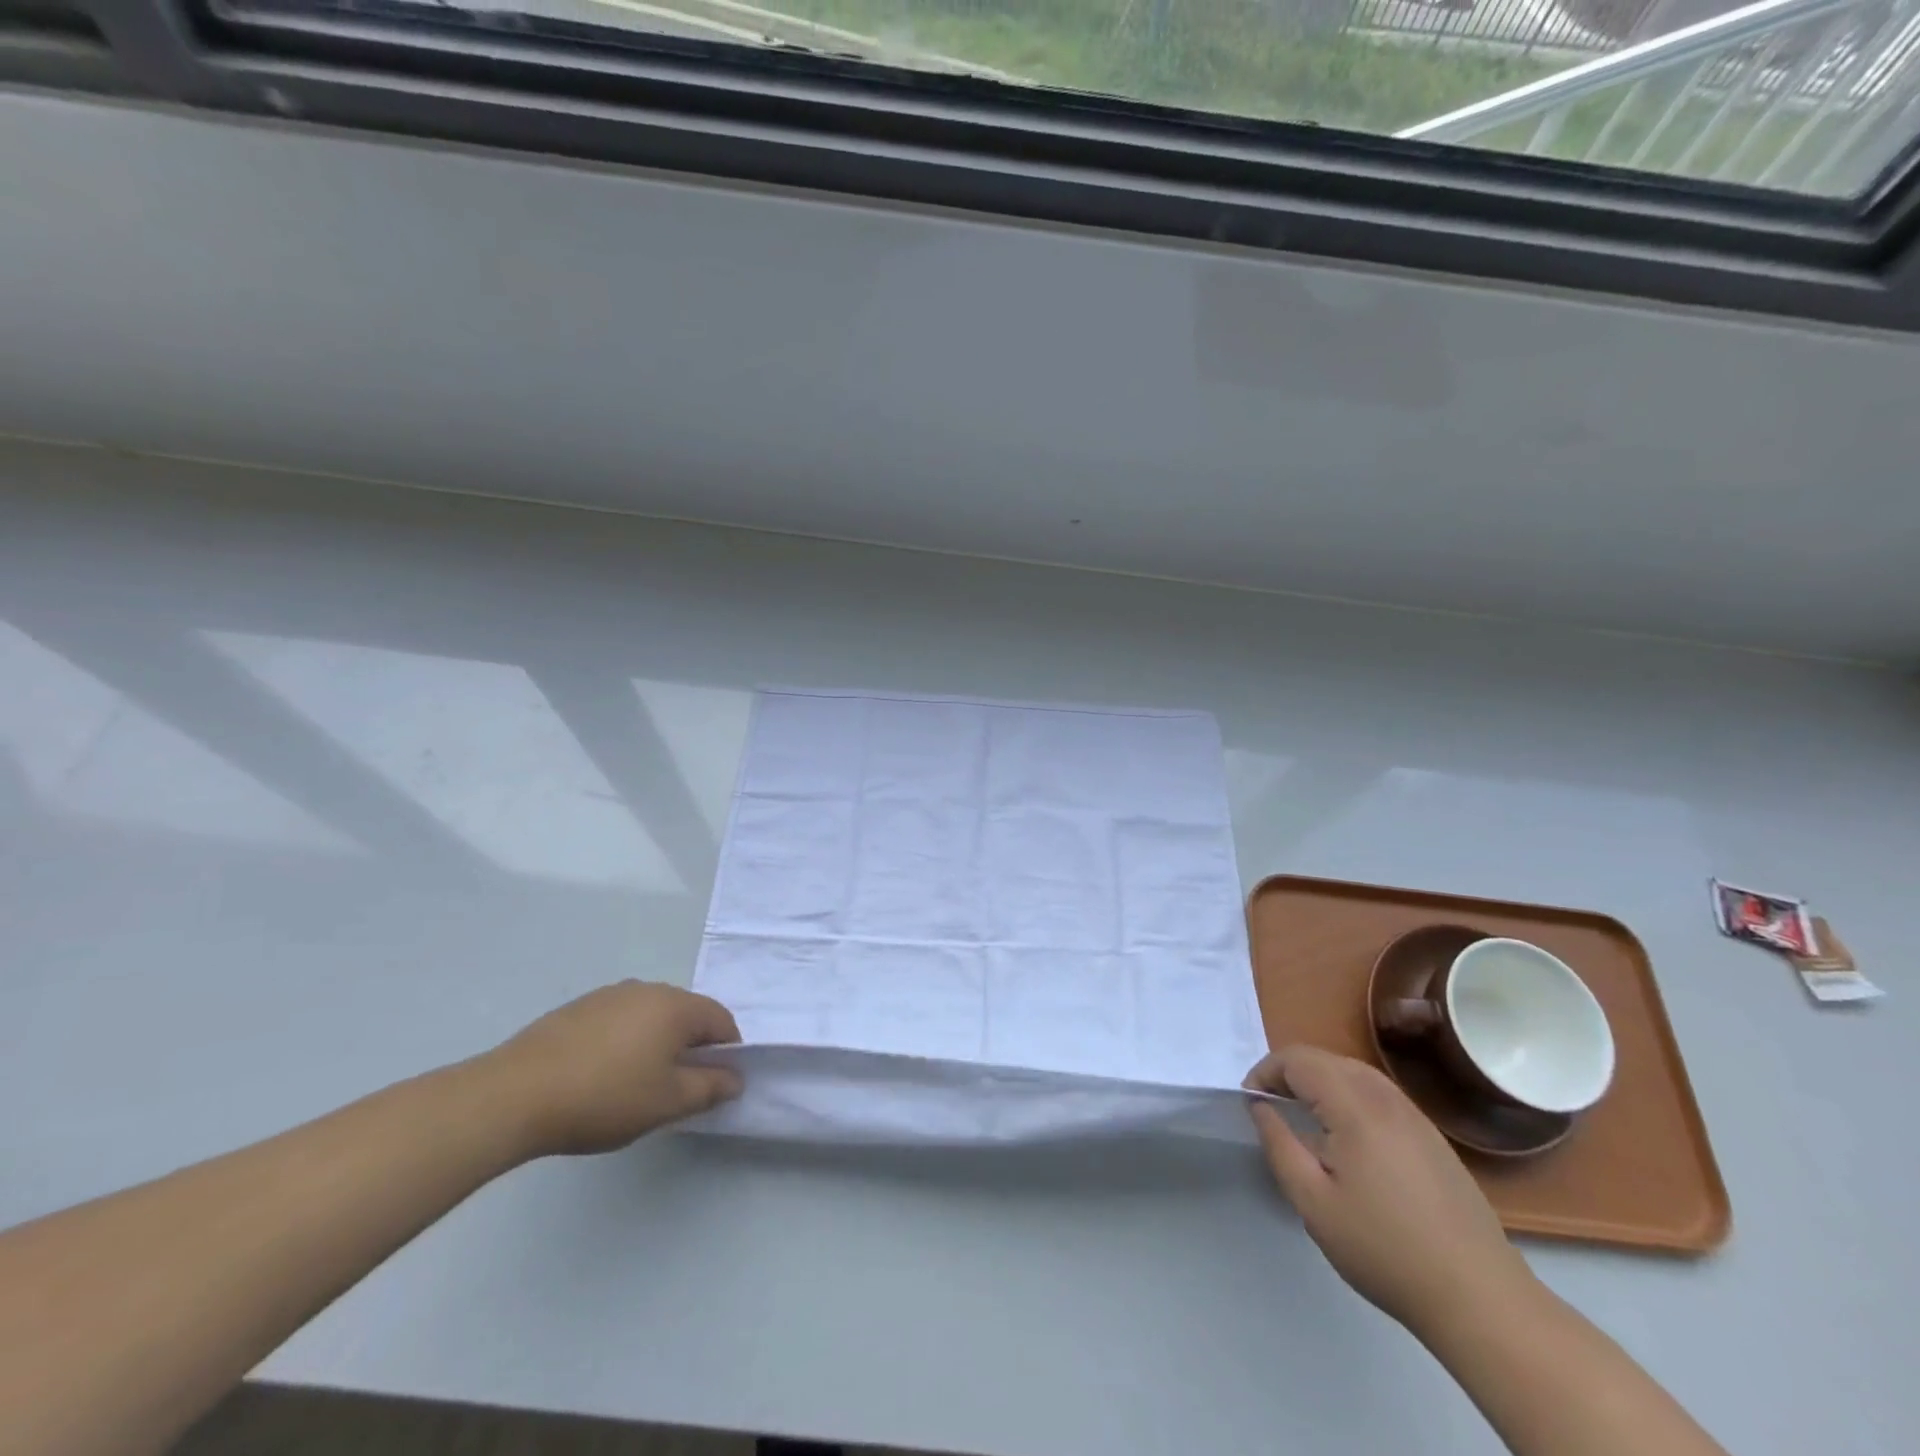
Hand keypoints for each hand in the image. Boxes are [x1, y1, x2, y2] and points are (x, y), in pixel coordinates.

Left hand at [481, 981, 743, 1158]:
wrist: (514, 1095)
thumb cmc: (605, 1097)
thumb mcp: (667, 1102)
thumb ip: (710, 1088)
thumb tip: (735, 1077)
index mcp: (676, 1005)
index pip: (721, 1020)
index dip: (728, 1052)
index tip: (716, 1084)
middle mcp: (648, 989)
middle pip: (687, 1014)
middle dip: (692, 1046)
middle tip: (678, 1088)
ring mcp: (609, 994)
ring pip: (651, 1016)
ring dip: (657, 1043)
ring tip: (637, 1083)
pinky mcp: (577, 1008)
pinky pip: (619, 1020)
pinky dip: (624, 1041)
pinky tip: (602, 1074)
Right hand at [1245, 1045, 1537, 1339]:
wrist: (1479, 1298)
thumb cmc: (1384, 1249)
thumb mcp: (1313, 1202)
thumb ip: (1278, 1144)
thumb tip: (1260, 1107)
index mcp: (1355, 1106)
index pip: (1298, 1059)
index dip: (1265, 1071)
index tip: (1250, 1103)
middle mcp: (1386, 1098)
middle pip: (1326, 1059)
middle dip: (1290, 1073)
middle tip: (1271, 1109)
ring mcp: (1415, 1115)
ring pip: (1354, 1073)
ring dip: (1320, 1083)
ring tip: (1304, 1119)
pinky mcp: (1432, 1137)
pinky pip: (1379, 1095)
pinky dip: (1349, 1097)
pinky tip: (1348, 1140)